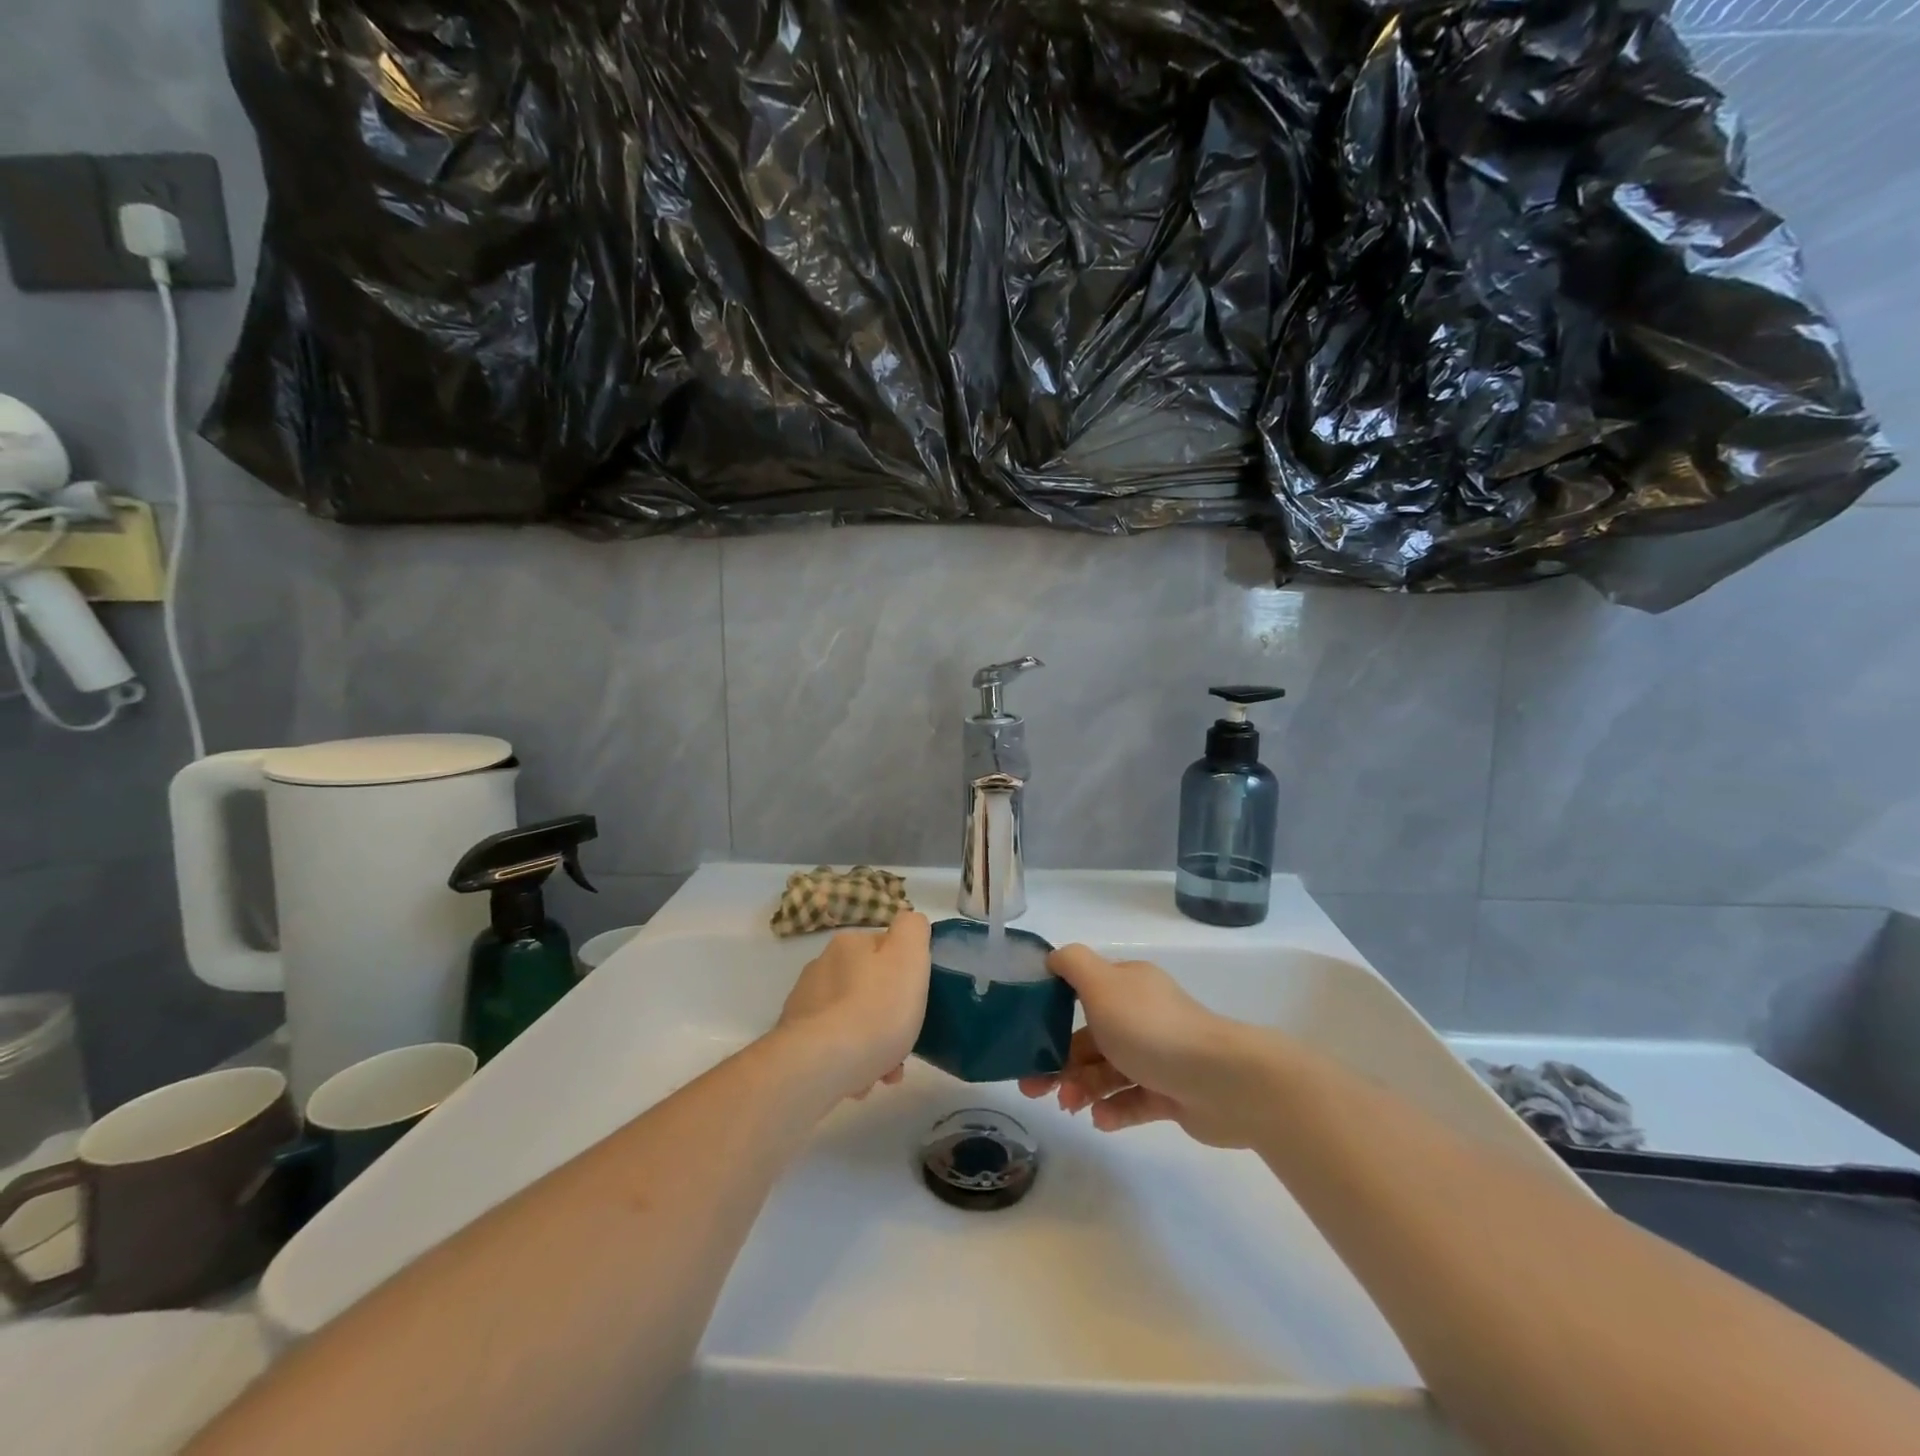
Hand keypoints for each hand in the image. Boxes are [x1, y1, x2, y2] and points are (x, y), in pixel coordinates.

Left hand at [777, 911, 931, 1100]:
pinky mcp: (794, 1040)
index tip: (916, 1002)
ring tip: (884, 1074)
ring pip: (851, 1020)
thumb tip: (909, 925)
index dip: (906, 975)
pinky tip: (860, 1082)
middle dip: (889, 1015)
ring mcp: (804, 1004)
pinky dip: (850, 1061)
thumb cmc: (876, 1008)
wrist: (823, 1063)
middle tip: (904, 1044)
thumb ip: (913, 929)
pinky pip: (833, 1046)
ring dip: (872, 1044)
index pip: (885, 949)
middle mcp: (821, 966)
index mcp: (848, 944)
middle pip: (868, 988)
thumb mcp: (910, 957)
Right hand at [1018, 945, 1259, 1147]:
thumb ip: (1072, 965)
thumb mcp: (1102, 984)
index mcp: (1127, 987)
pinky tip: (1100, 1120)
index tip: (1027, 1039)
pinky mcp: (1173, 1093)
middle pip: (1091, 1038)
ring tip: (1069, 1106)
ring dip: (1083, 1088)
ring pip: (1109, 1071)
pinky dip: (1113, 1109)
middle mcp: (1143, 1016)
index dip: (1051, 1015)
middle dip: (1059, 1062)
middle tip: (1033, 1089)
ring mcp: (1160, 1056)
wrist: (1222, 1080)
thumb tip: (1053, 959)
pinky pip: (1134, 1100)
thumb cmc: (1151, 1029)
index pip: (1083, 994)